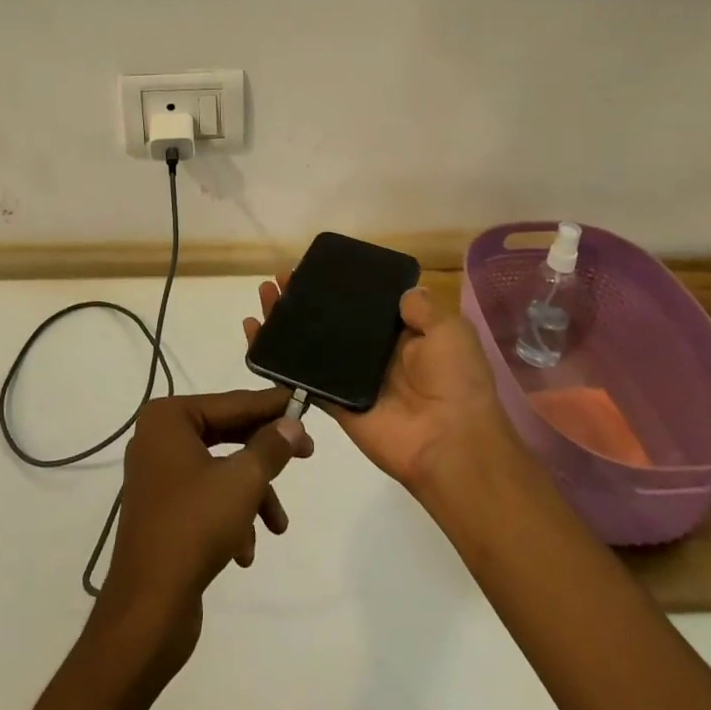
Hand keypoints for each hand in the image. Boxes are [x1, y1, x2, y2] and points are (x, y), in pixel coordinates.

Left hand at [96, 389, 312, 672]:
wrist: (148, 610)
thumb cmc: (194, 527)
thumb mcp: (242, 482)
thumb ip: (270, 447)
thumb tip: (293, 424)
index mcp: (168, 418)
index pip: (231, 403)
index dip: (270, 405)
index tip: (302, 401)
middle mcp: (158, 438)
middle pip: (226, 434)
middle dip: (265, 454)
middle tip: (307, 453)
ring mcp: (158, 475)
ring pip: (221, 471)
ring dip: (252, 496)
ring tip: (277, 526)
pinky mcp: (162, 510)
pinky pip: (206, 498)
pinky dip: (231, 518)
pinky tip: (244, 552)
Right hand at [245, 275, 516, 494]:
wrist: (450, 442)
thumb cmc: (455, 381)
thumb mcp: (449, 332)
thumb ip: (422, 309)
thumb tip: (403, 292)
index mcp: (403, 336)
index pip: (364, 304)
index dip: (340, 286)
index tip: (315, 267)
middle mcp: (374, 354)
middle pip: (331, 320)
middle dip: (305, 298)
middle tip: (280, 278)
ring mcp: (351, 378)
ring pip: (310, 343)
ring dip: (285, 320)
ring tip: (264, 295)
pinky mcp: (334, 402)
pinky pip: (301, 377)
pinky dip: (276, 358)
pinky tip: (255, 334)